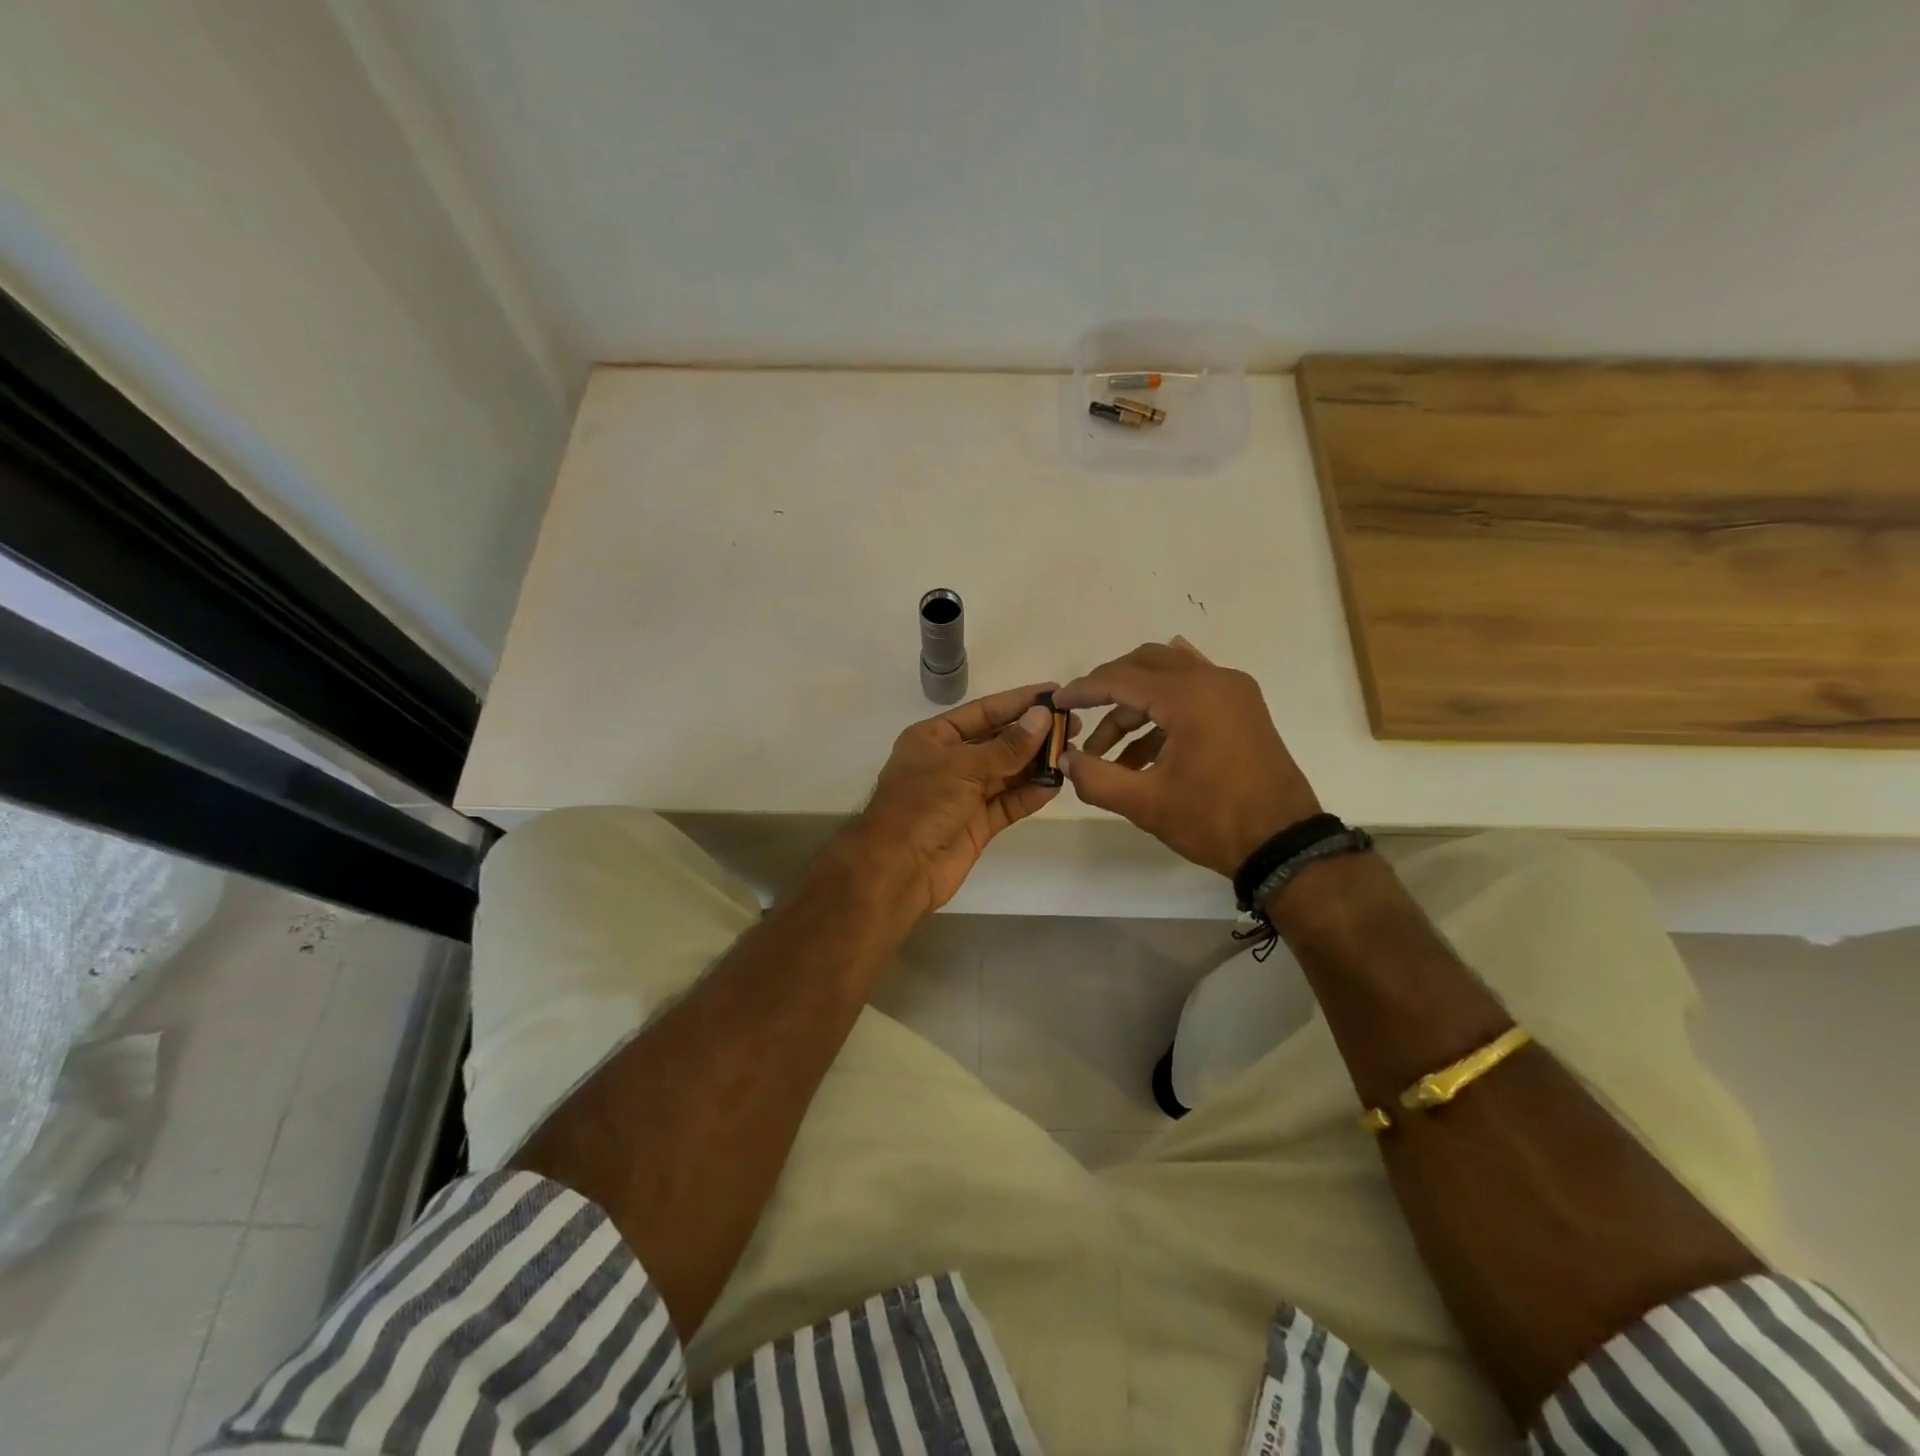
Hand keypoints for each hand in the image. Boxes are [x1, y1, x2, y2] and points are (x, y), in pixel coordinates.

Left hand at [843, 683, 1064, 916]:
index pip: (983, 712)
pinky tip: (1056, 783)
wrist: (897, 869)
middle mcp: (950, 762)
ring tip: (1072, 750)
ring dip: (1036, 763)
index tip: (1054, 693)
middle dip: (1033, 733)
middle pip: (998, 741)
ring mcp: (964, 794)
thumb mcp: (963, 767)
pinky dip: (1031, 793)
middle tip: (1073, 724)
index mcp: (934, 738)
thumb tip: (1042, 717)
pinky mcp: (977, 824)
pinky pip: (1009, 803)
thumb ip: (1006, 746)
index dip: (1018, 702)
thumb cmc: (921, 805)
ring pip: (1007, 772)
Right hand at [1054, 639, 1320, 878]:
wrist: (1284, 844)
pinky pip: (1192, 692)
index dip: (1083, 690)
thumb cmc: (1213, 820)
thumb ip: (1095, 777)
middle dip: (1108, 688)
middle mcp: (1214, 680)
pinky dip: (1162, 711)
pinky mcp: (1242, 708)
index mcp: (1190, 696)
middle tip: (1081, 717)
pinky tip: (1142, 742)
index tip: (1055, 704)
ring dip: (1134, 707)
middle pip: (1145, 663)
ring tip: (1109, 754)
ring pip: (1168, 677)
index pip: (1121, 678)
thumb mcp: (1145, 803)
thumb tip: (1065, 759)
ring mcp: (1233, 692)